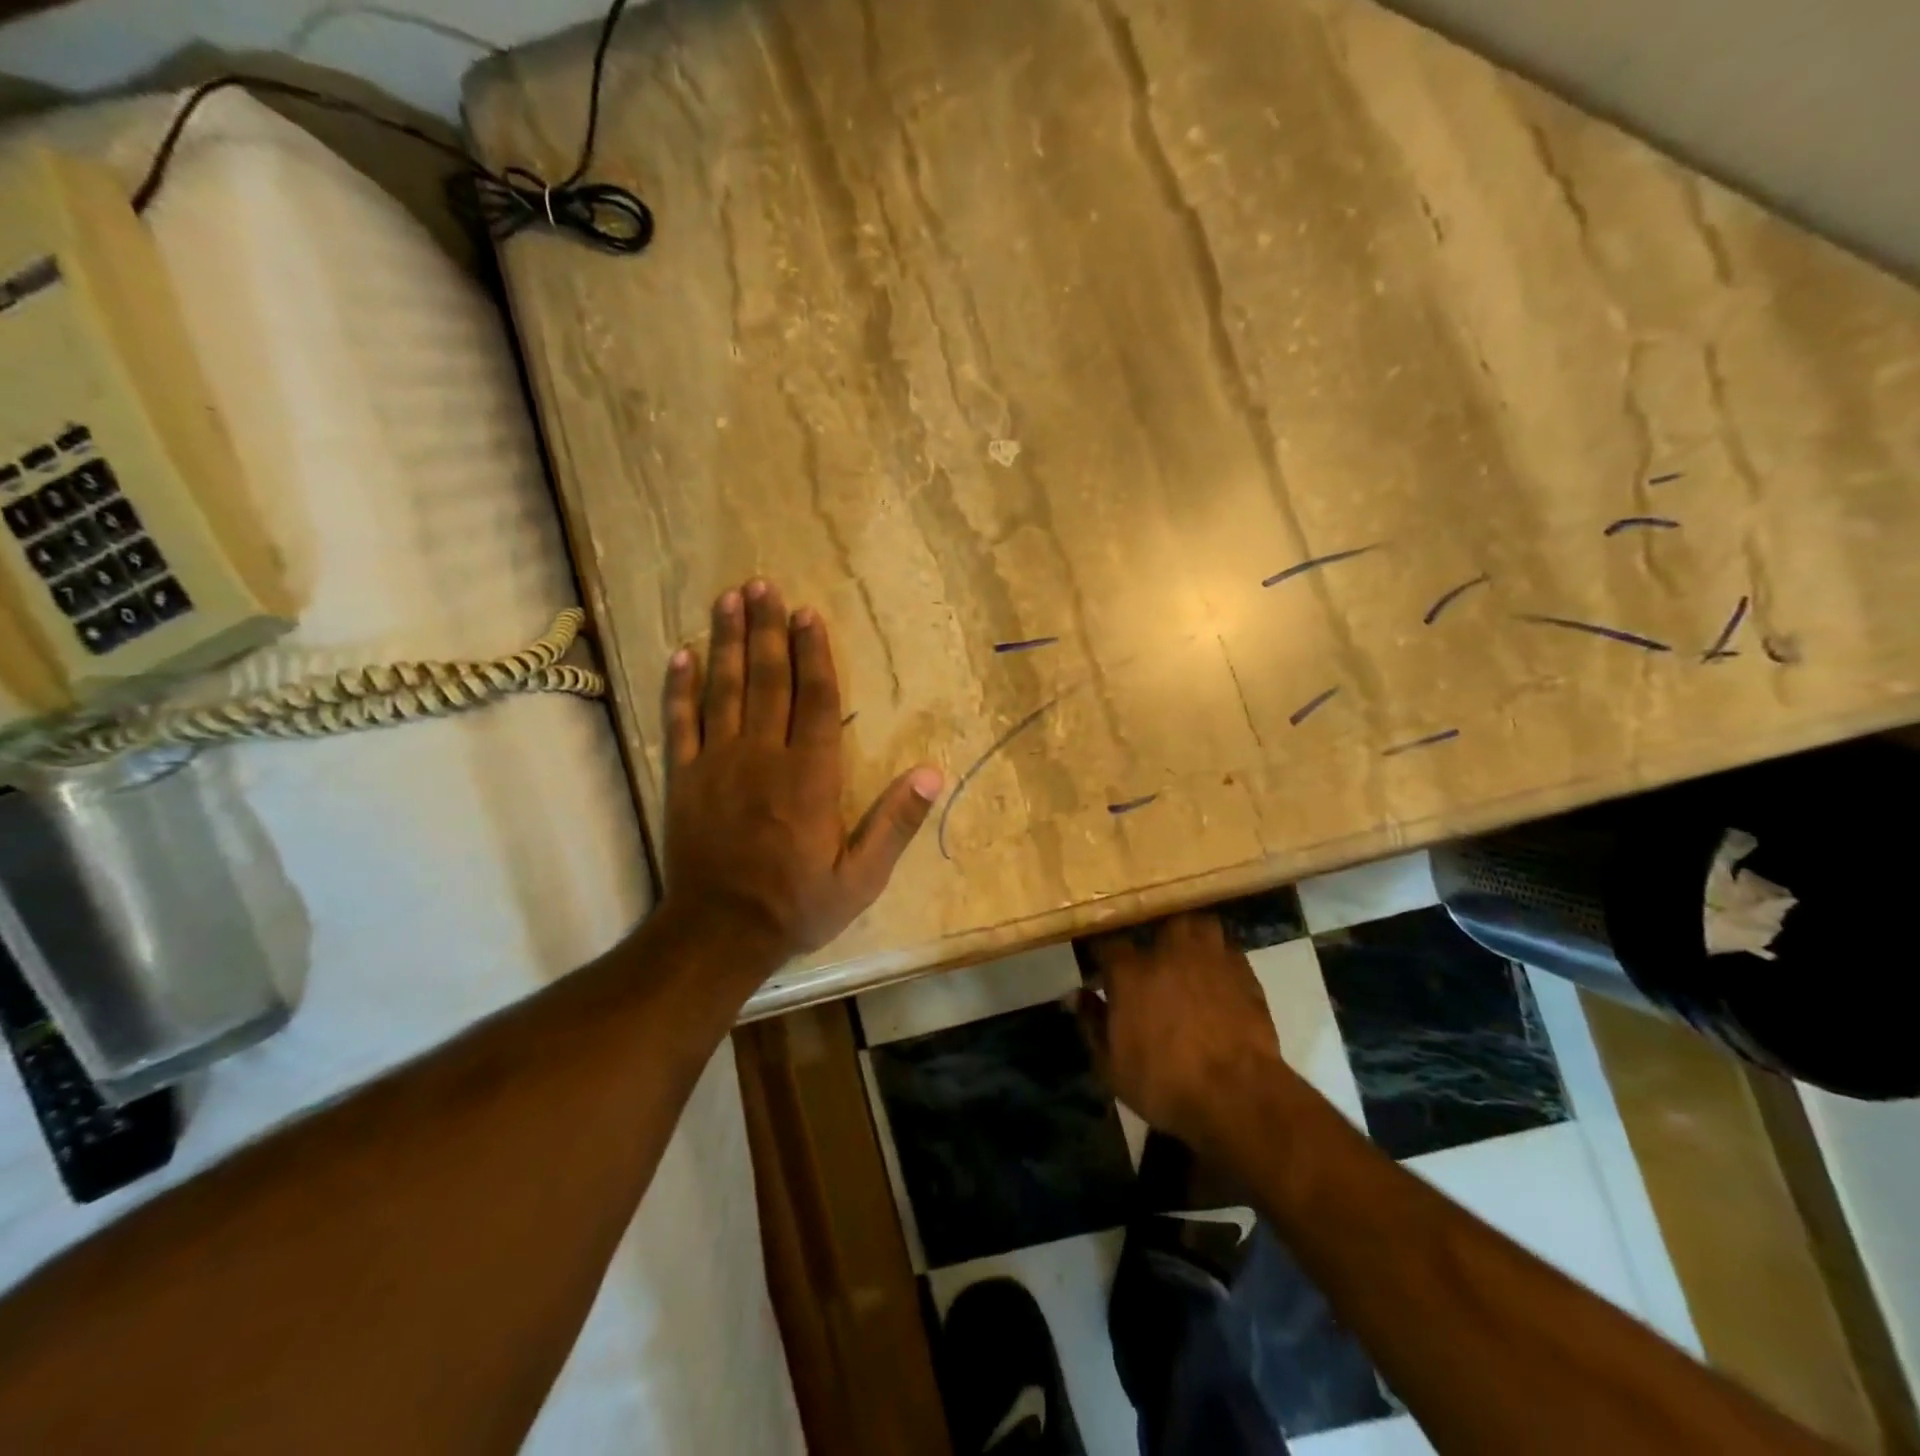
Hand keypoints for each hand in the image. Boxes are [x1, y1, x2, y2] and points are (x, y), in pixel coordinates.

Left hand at [659, 579, 943, 970]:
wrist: (718, 934)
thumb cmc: (796, 905)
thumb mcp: (861, 878)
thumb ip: (895, 823)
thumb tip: (931, 773)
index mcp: (809, 775)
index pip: (815, 699)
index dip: (813, 653)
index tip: (808, 614)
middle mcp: (763, 756)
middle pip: (767, 680)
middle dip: (767, 629)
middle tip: (763, 584)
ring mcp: (717, 763)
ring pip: (724, 689)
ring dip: (726, 641)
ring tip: (729, 599)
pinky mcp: (684, 778)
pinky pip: (680, 722)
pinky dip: (680, 687)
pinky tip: (681, 653)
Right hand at [1077, 911, 1283, 1149]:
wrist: (1238, 1097)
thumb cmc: (1165, 1084)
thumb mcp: (1112, 1066)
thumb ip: (1091, 1024)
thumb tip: (1075, 995)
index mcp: (1131, 973)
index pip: (1109, 943)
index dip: (1104, 952)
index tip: (1102, 964)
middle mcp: (1169, 953)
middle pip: (1159, 922)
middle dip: (1155, 934)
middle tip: (1153, 957)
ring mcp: (1210, 959)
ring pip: (1199, 925)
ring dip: (1192, 937)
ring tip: (1189, 957)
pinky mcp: (1245, 974)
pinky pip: (1229, 952)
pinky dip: (1221, 960)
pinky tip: (1218, 980)